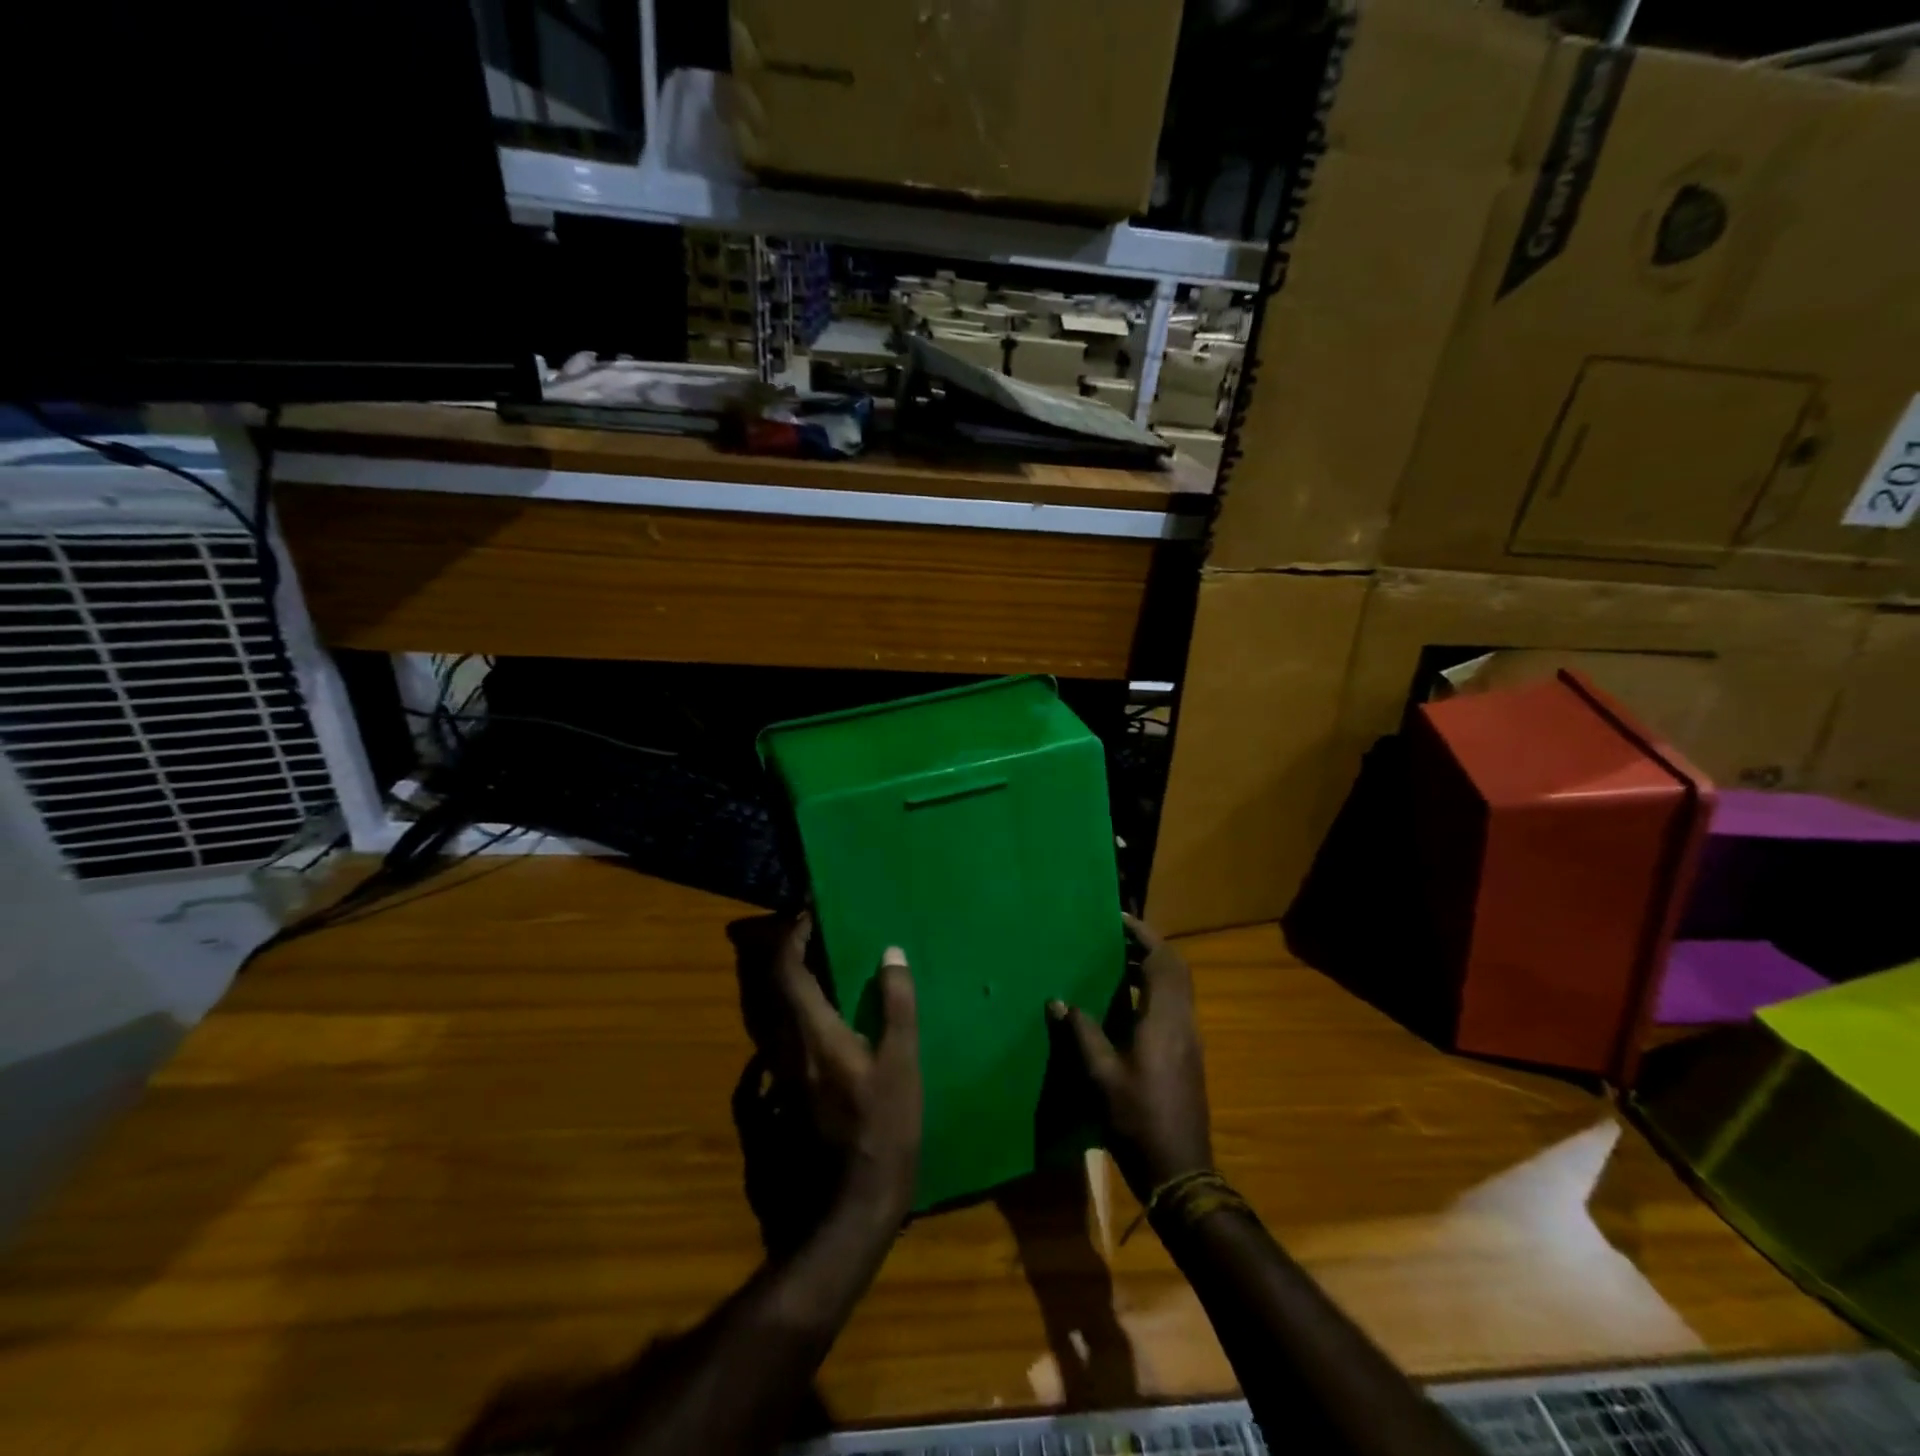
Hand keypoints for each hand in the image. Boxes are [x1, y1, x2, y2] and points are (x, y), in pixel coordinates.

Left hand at [773, 914, 921, 1222]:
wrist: (848, 1208)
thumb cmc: (882, 1130)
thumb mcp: (901, 1064)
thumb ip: (897, 1005)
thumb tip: (890, 953)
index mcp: (812, 1033)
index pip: (786, 970)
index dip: (792, 937)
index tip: (809, 915)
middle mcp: (785, 1049)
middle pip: (771, 989)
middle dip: (786, 955)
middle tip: (811, 936)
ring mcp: (777, 1079)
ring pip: (771, 1016)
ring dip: (787, 986)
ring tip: (815, 970)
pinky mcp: (779, 1101)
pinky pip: (773, 1046)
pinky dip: (785, 1021)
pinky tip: (806, 1026)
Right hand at [1051, 914, 1212, 1199]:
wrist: (1179, 1170)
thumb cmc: (1137, 1120)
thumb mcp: (1101, 1076)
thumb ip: (1081, 1033)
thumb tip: (1058, 1001)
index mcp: (1165, 1020)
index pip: (1162, 961)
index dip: (1143, 935)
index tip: (1119, 918)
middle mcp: (1183, 1022)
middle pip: (1175, 969)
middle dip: (1149, 946)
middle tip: (1116, 937)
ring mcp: (1189, 1040)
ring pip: (1178, 988)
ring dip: (1152, 968)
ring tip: (1116, 963)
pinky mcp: (1187, 1055)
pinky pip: (1174, 1006)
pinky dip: (1154, 990)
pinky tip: (1125, 1005)